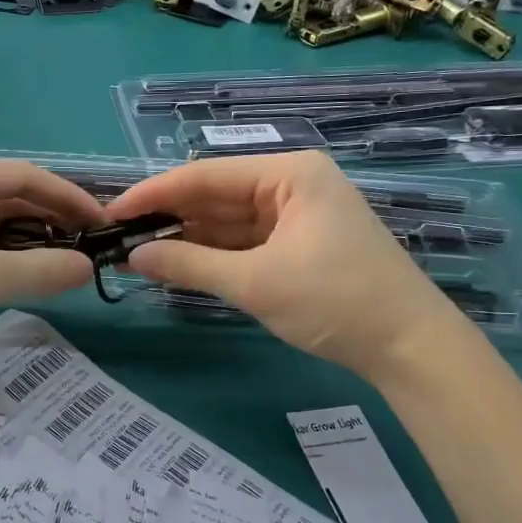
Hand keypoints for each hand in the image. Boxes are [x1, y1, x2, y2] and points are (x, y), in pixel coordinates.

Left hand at [0, 160, 105, 371]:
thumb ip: (40, 271)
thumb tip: (88, 267)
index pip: (25, 178)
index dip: (68, 198)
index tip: (103, 224)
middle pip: (7, 200)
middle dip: (49, 223)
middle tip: (88, 250)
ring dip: (26, 246)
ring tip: (62, 268)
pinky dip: (0, 263)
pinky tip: (19, 282)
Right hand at [105, 152, 459, 377]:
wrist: (410, 347)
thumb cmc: (335, 300)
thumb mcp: (255, 282)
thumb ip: (189, 266)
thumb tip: (133, 258)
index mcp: (288, 174)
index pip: (205, 175)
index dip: (154, 193)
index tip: (111, 213)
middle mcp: (291, 185)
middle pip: (215, 196)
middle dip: (169, 219)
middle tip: (119, 240)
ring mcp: (297, 216)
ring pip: (228, 222)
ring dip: (188, 240)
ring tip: (138, 255)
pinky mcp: (299, 245)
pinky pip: (245, 242)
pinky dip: (213, 256)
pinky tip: (178, 266)